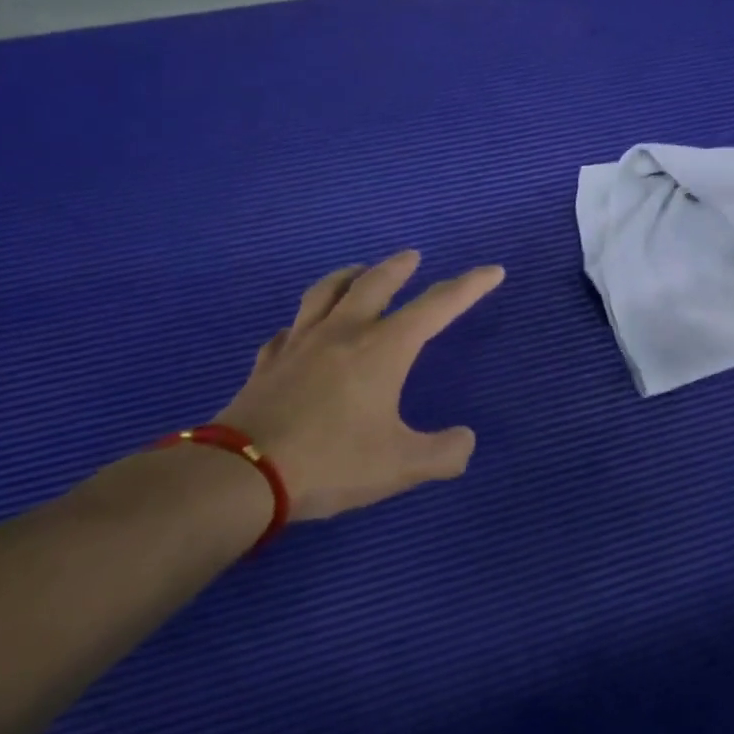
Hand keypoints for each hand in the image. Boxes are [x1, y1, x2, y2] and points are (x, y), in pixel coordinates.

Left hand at [213, 250, 504, 520]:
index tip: (492, 271)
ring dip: (348, 276)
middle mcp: (343, 333)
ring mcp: (299, 344)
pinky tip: (301, 332)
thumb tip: (464, 441)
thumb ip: (444, 453)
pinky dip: (303, 323)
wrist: (241, 476)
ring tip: (357, 272)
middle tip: (413, 257)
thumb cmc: (331, 463)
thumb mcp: (401, 466)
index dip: (469, 286)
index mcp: (383, 348)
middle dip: (400, 267)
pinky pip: (289, 331)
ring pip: (325, 293)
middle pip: (375, 283)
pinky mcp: (267, 363)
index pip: (437, 306)